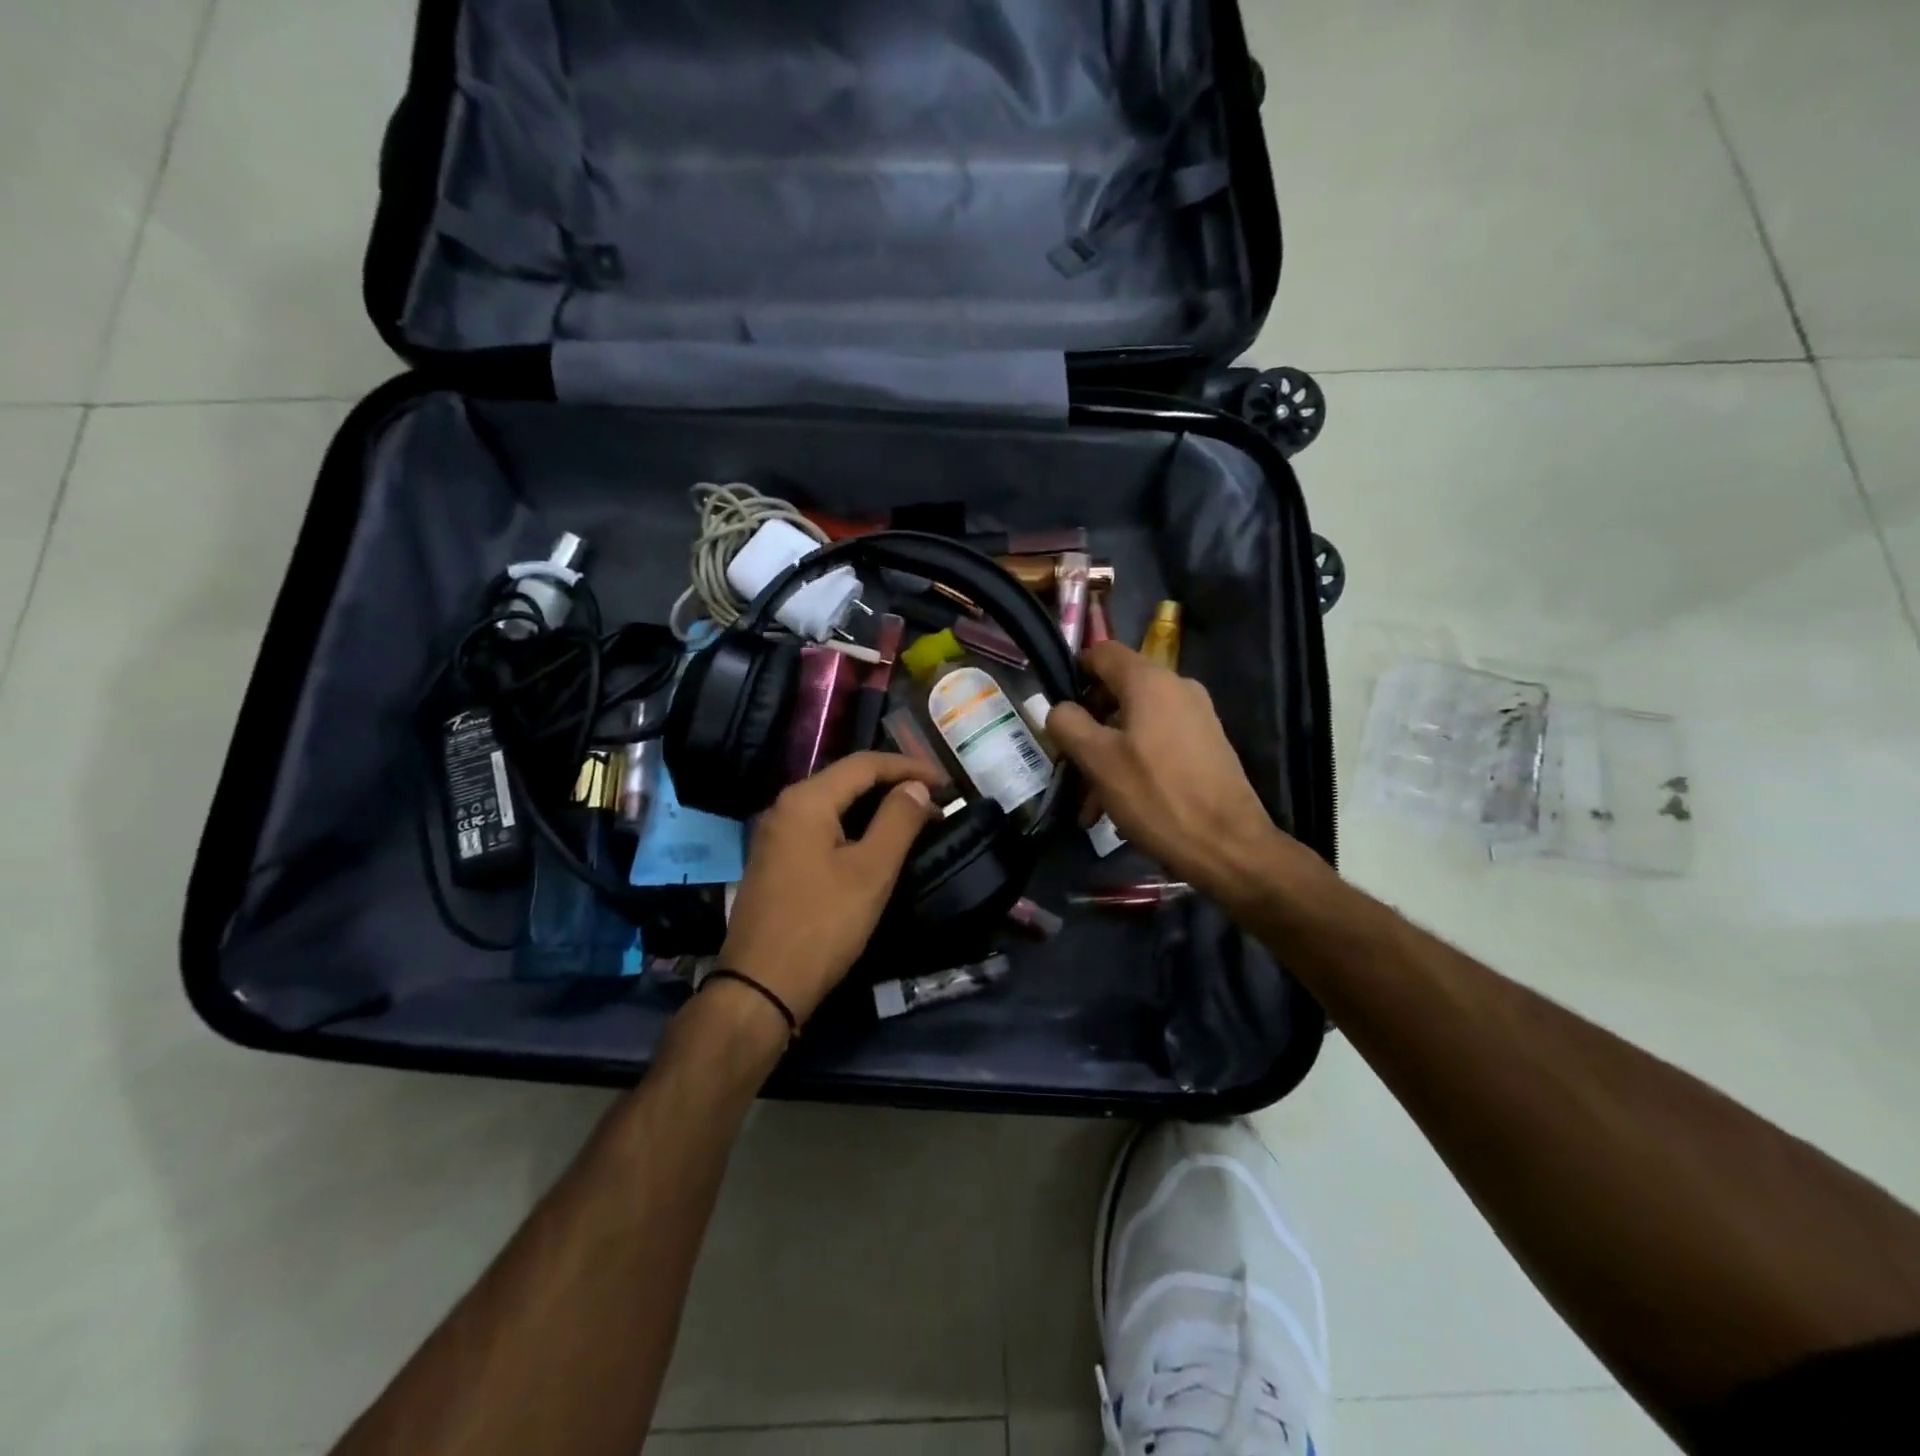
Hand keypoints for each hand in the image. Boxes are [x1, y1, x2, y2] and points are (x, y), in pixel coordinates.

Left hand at [717, 752, 939, 1026]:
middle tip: (935, 799)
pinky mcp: (775, 861)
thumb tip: (916, 787)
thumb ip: (898, 821)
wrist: (760, 988)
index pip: (865, 764)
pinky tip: (876, 843)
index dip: (910, 767)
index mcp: (807, 800)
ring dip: (875, 806)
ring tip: (915, 818)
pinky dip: (854, 826)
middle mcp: (785, 807)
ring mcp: (776, 835)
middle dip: (894, 784)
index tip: (947, 783)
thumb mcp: (871, 871)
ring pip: (834, 804)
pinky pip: (822, 827)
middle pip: (847, 779)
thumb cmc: (822, 925)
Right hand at [1047, 642, 1317, 907]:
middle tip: (1069, 766)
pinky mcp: (1206, 746)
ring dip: (1107, 757)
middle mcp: (1178, 688)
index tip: (1057, 709)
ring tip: (1090, 805)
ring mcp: (1196, 717)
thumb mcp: (1098, 760)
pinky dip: (1133, 765)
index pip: (1102, 653)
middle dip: (1088, 728)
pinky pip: (1157, 743)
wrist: (1229, 846)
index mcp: (1150, 681)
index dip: (1074, 673)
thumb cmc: (1157, 796)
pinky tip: (1119, 807)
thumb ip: (1068, 724)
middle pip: (1118, 691)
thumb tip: (1060, 709)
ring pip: (1135, 724)